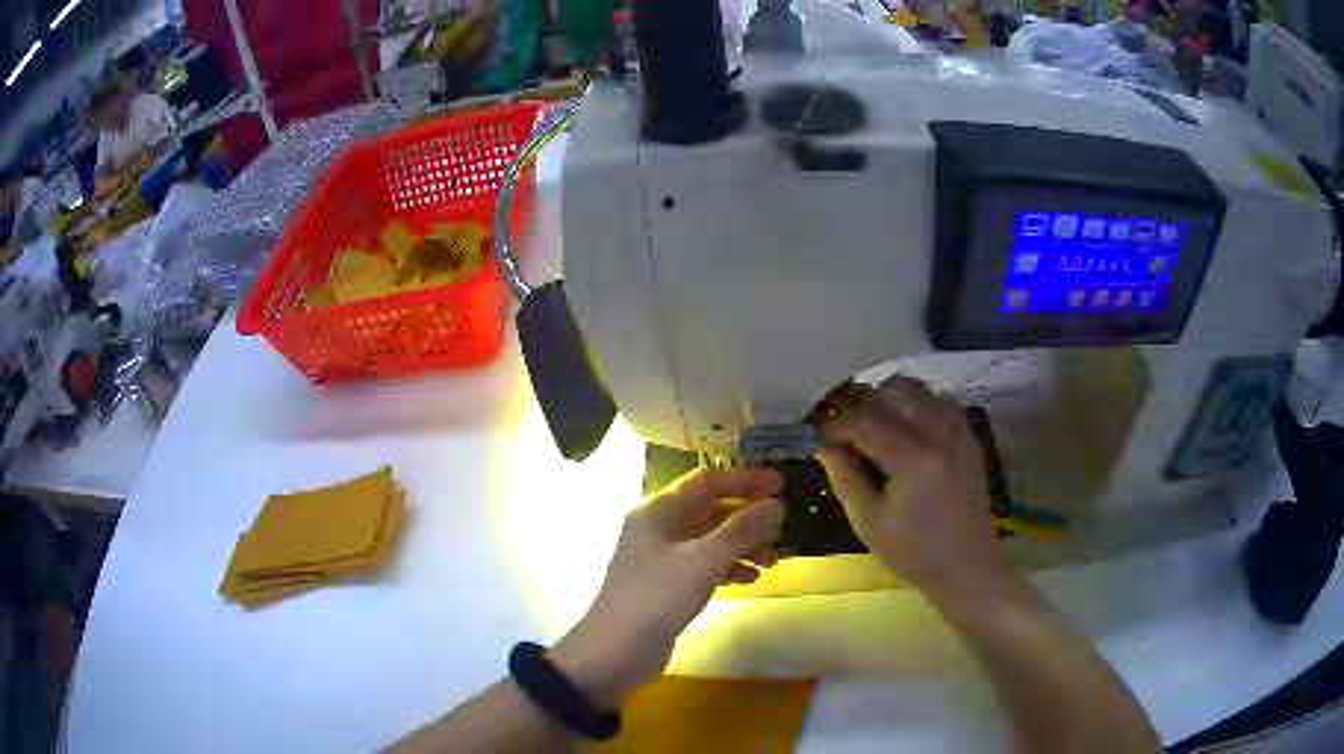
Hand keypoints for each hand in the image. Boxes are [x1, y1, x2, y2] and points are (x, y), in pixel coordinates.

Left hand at [551, 468, 783, 705]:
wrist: (617, 652)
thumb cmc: (658, 597)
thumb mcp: (704, 560)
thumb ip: (742, 529)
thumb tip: (777, 504)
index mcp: (658, 511)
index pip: (706, 481)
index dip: (745, 479)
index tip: (781, 485)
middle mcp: (658, 528)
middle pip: (710, 510)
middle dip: (747, 517)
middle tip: (781, 528)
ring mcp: (661, 558)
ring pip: (710, 540)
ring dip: (743, 545)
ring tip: (773, 561)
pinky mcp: (667, 585)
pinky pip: (705, 565)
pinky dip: (729, 568)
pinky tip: (751, 580)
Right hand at [817, 376, 1011, 599]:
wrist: (966, 568)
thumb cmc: (914, 553)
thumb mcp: (869, 522)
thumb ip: (845, 478)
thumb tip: (824, 447)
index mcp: (913, 459)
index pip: (866, 421)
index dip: (838, 424)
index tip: (821, 435)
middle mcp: (940, 435)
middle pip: (898, 389)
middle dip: (868, 403)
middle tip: (852, 429)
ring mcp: (960, 434)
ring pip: (923, 390)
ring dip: (895, 401)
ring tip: (879, 429)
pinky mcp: (970, 440)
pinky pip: (943, 405)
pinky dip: (920, 408)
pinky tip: (909, 434)